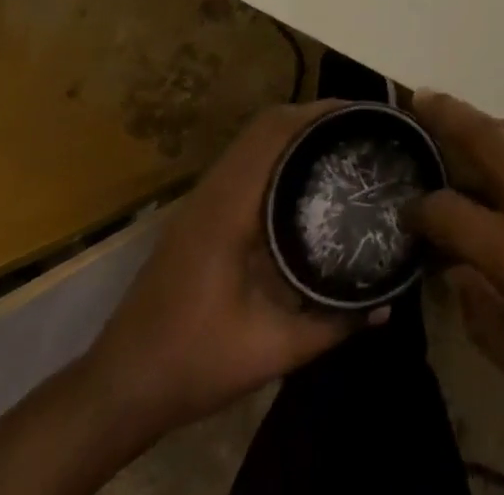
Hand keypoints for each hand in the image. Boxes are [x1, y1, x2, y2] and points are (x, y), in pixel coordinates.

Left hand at [80, 100, 383, 438]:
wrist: (118, 390)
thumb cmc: (192, 363)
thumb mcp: (269, 351)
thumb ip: (330, 326)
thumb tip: (385, 308)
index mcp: (229, 208)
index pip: (275, 132)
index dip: (319, 114)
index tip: (362, 116)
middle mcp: (214, 189)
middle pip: (266, 124)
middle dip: (314, 115)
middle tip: (360, 127)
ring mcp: (201, 198)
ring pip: (252, 137)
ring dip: (295, 128)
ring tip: (339, 140)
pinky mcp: (198, 211)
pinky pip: (244, 158)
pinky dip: (277, 148)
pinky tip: (302, 174)